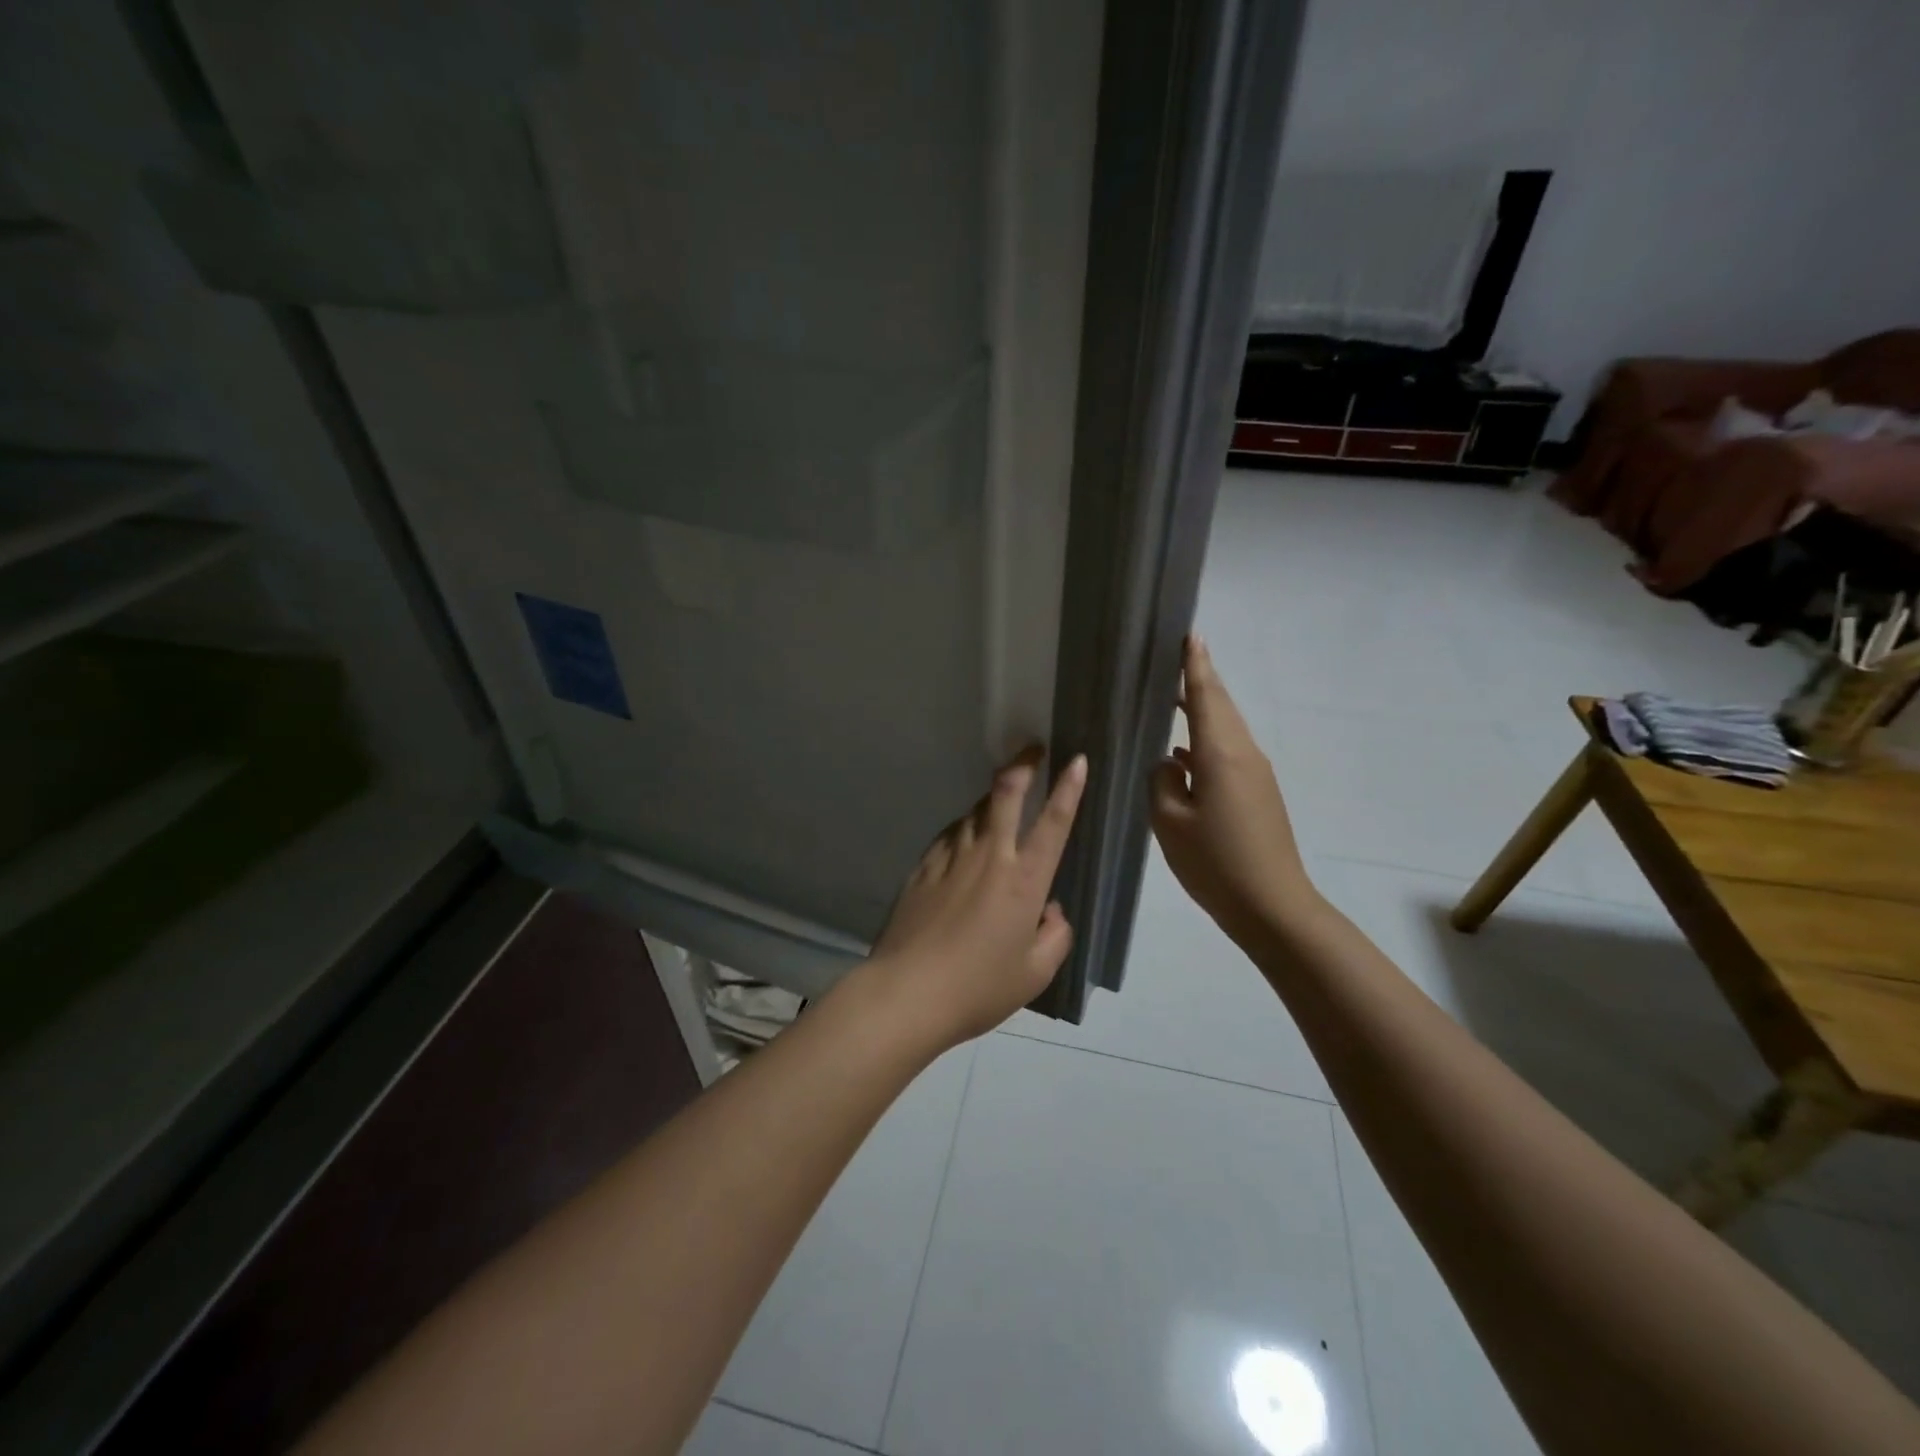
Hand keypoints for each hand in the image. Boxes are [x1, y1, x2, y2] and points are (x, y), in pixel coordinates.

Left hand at [859, 749, 1088, 1049]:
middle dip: (1023, 764)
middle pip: (1006, 793)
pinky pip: (950, 834)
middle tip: (1032, 749)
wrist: (908, 991)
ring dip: (992, 798)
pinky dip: (964, 828)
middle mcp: (989, 856)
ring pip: (975, 810)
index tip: (1076, 760)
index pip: (1053, 822)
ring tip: (1001, 797)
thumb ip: (1055, 936)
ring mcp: (951, 857)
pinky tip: (964, 838)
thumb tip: (1051, 911)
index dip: (1068, 787)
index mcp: (1024, 880)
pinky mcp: (923, 866)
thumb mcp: (1035, 973)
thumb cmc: (979, 987)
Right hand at [1151, 635, 1318, 948]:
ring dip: (1203, 710)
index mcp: (1221, 754)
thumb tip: (1170, 764)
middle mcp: (1243, 754)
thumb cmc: (1216, 863)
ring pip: (1225, 729)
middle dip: (1201, 680)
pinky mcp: (1257, 794)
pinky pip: (1228, 753)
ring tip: (1173, 699)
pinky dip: (1205, 742)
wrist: (1273, 907)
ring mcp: (1255, 775)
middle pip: (1222, 706)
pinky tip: (1181, 755)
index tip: (1191, 634)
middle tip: (1178, 658)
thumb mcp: (1170, 822)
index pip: (1207, 696)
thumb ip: (1162, 782)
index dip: (1196, 665)